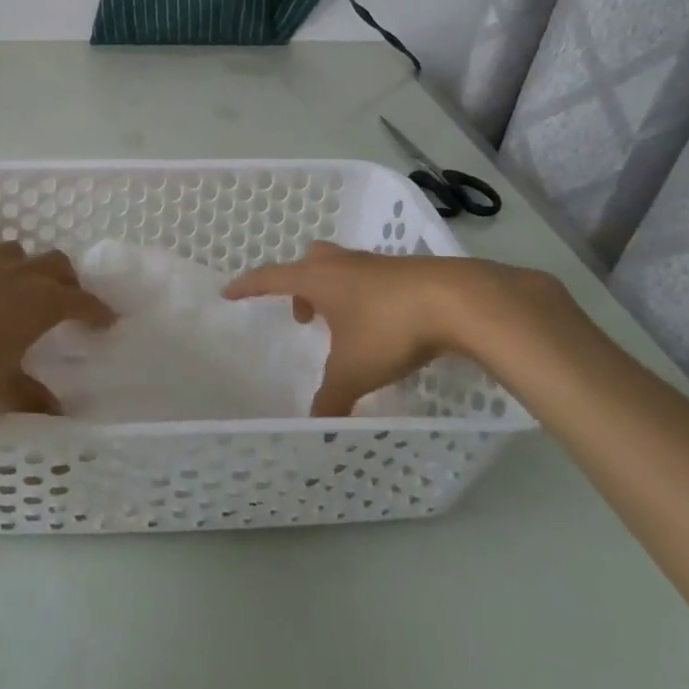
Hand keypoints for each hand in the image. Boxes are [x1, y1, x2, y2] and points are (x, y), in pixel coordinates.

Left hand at [0, 242, 114, 414]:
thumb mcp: (0, 384)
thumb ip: (28, 397)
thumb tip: (56, 415)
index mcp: (44, 302)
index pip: (83, 302)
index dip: (97, 310)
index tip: (108, 318)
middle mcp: (22, 272)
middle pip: (57, 264)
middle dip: (66, 278)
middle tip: (65, 294)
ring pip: (16, 251)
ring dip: (21, 265)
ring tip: (13, 283)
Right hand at [223, 242, 565, 416]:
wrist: (459, 301)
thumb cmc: (390, 328)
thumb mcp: (353, 370)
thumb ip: (330, 398)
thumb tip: (314, 425)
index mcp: (318, 279)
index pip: (270, 277)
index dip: (248, 286)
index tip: (229, 292)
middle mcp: (343, 264)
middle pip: (309, 262)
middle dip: (300, 285)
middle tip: (303, 314)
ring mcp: (377, 264)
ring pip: (343, 269)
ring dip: (335, 291)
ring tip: (344, 326)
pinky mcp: (408, 272)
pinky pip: (373, 279)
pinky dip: (366, 297)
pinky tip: (383, 325)